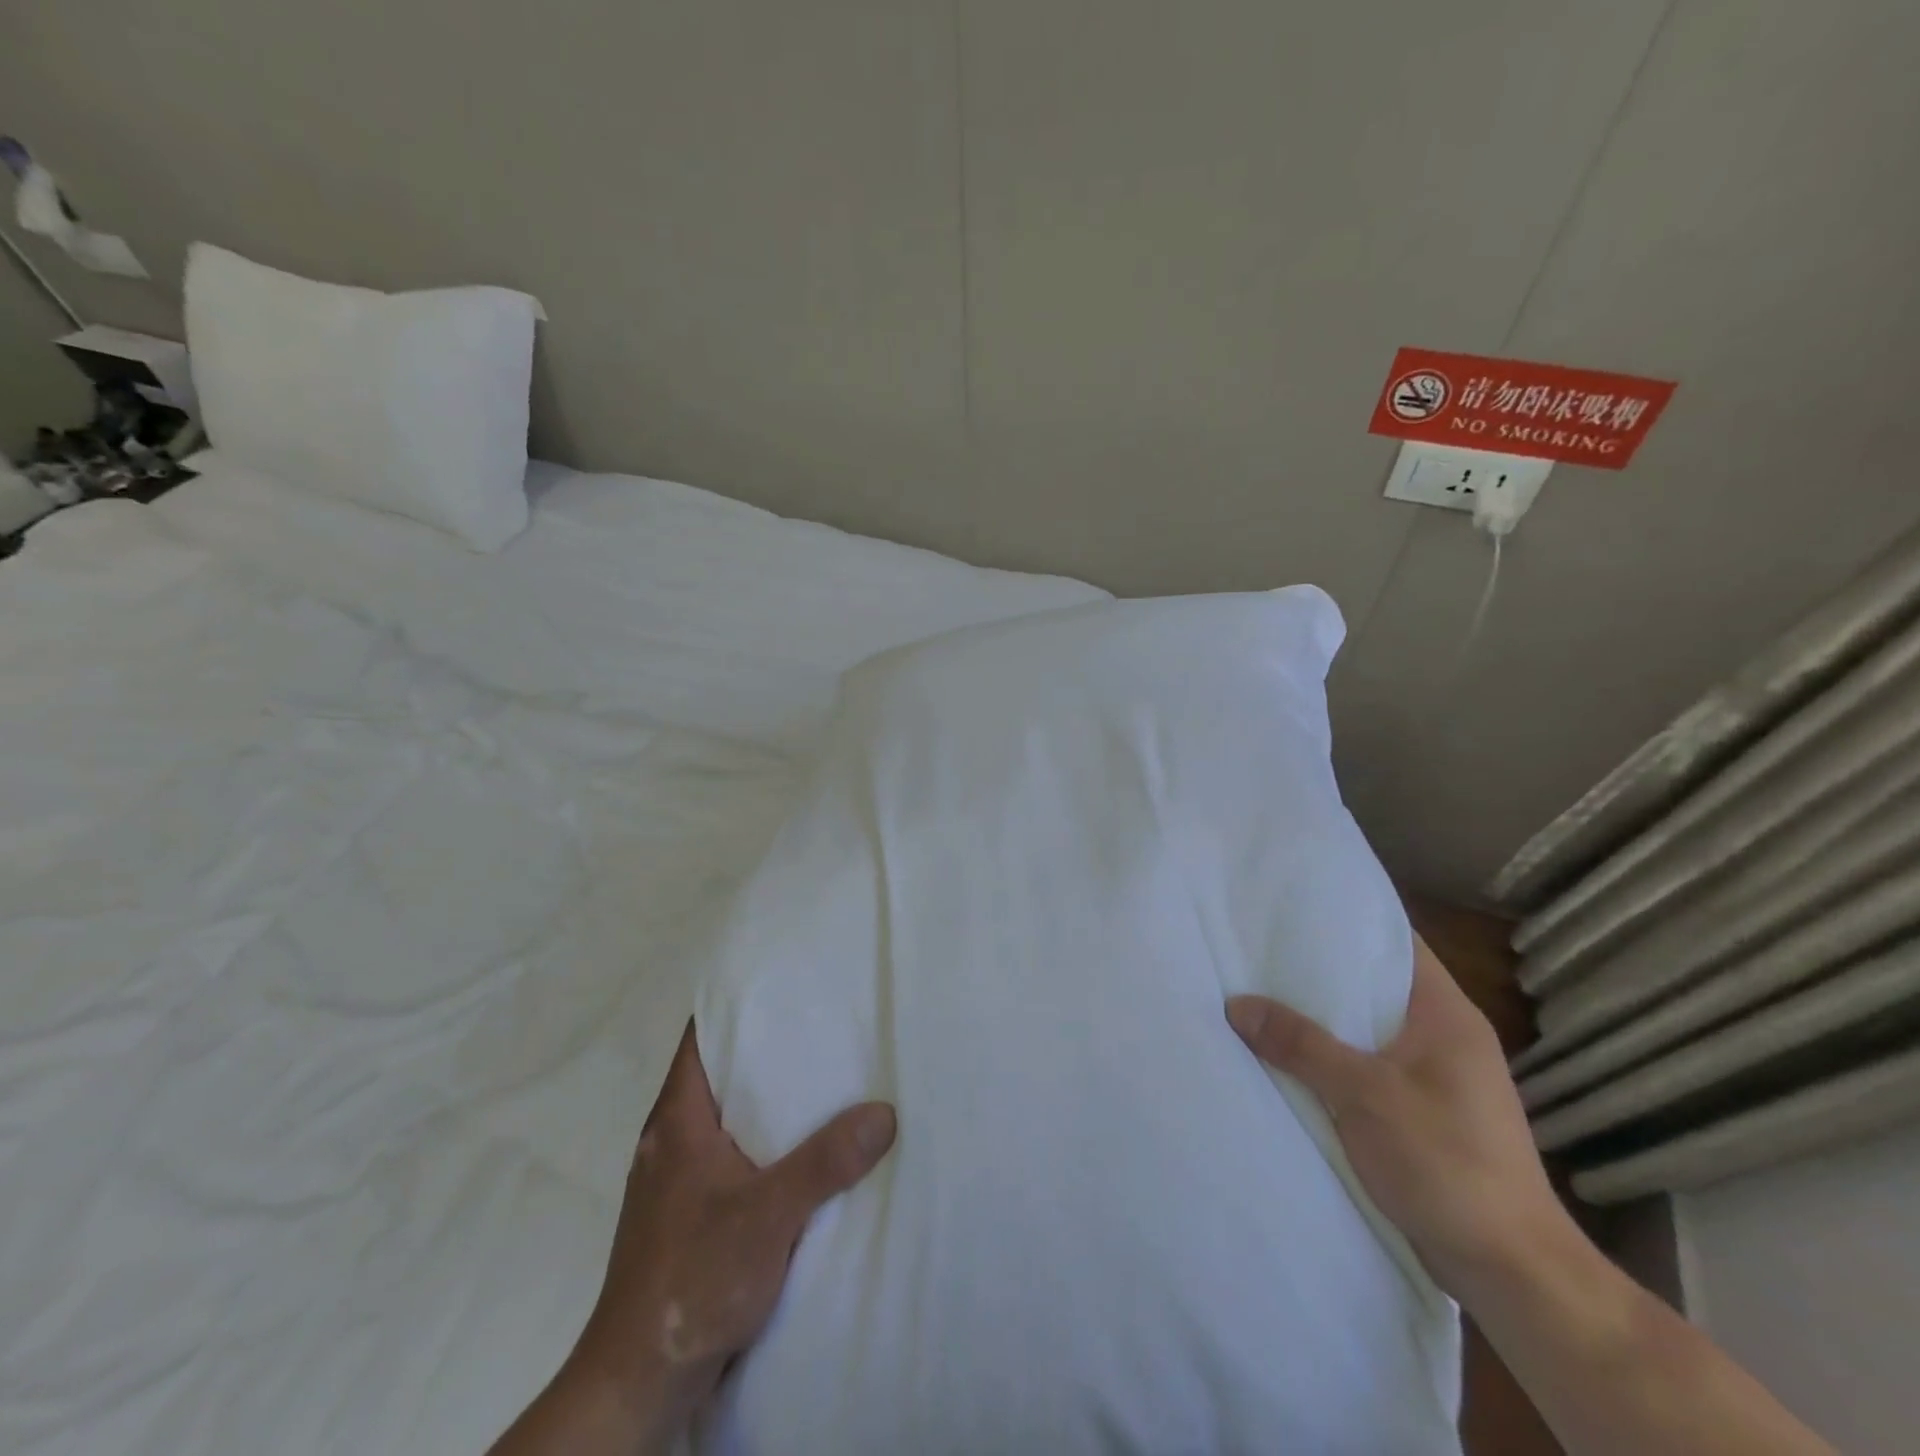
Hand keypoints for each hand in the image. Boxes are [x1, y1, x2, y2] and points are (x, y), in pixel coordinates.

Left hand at [492, 1022, 895, 1454]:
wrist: (639, 1382)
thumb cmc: (692, 1279)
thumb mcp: (767, 1215)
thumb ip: (824, 1162)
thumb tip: (884, 1112)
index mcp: (677, 1120)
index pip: (701, 1037)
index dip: (736, 1003)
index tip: (784, 981)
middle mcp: (672, 1139)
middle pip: (720, 1072)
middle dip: (767, 1048)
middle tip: (823, 1023)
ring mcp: (678, 1180)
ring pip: (728, 1117)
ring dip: (768, 1099)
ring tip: (824, 1077)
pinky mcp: (690, 1215)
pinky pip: (733, 1155)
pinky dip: (766, 1141)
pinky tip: (804, 1148)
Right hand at [1226, 936, 1565, 1298]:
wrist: (1510, 1271)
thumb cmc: (1447, 1163)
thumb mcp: (1365, 1095)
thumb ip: (1300, 1045)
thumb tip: (1236, 1005)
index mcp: (1446, 1015)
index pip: (1397, 942)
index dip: (1349, 920)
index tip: (1294, 906)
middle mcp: (1443, 1036)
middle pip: (1374, 984)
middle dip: (1319, 971)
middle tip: (1259, 949)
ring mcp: (1434, 1077)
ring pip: (1365, 1029)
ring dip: (1320, 1019)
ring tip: (1261, 995)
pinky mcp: (1420, 1113)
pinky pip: (1364, 1066)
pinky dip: (1329, 1058)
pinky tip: (1286, 1056)